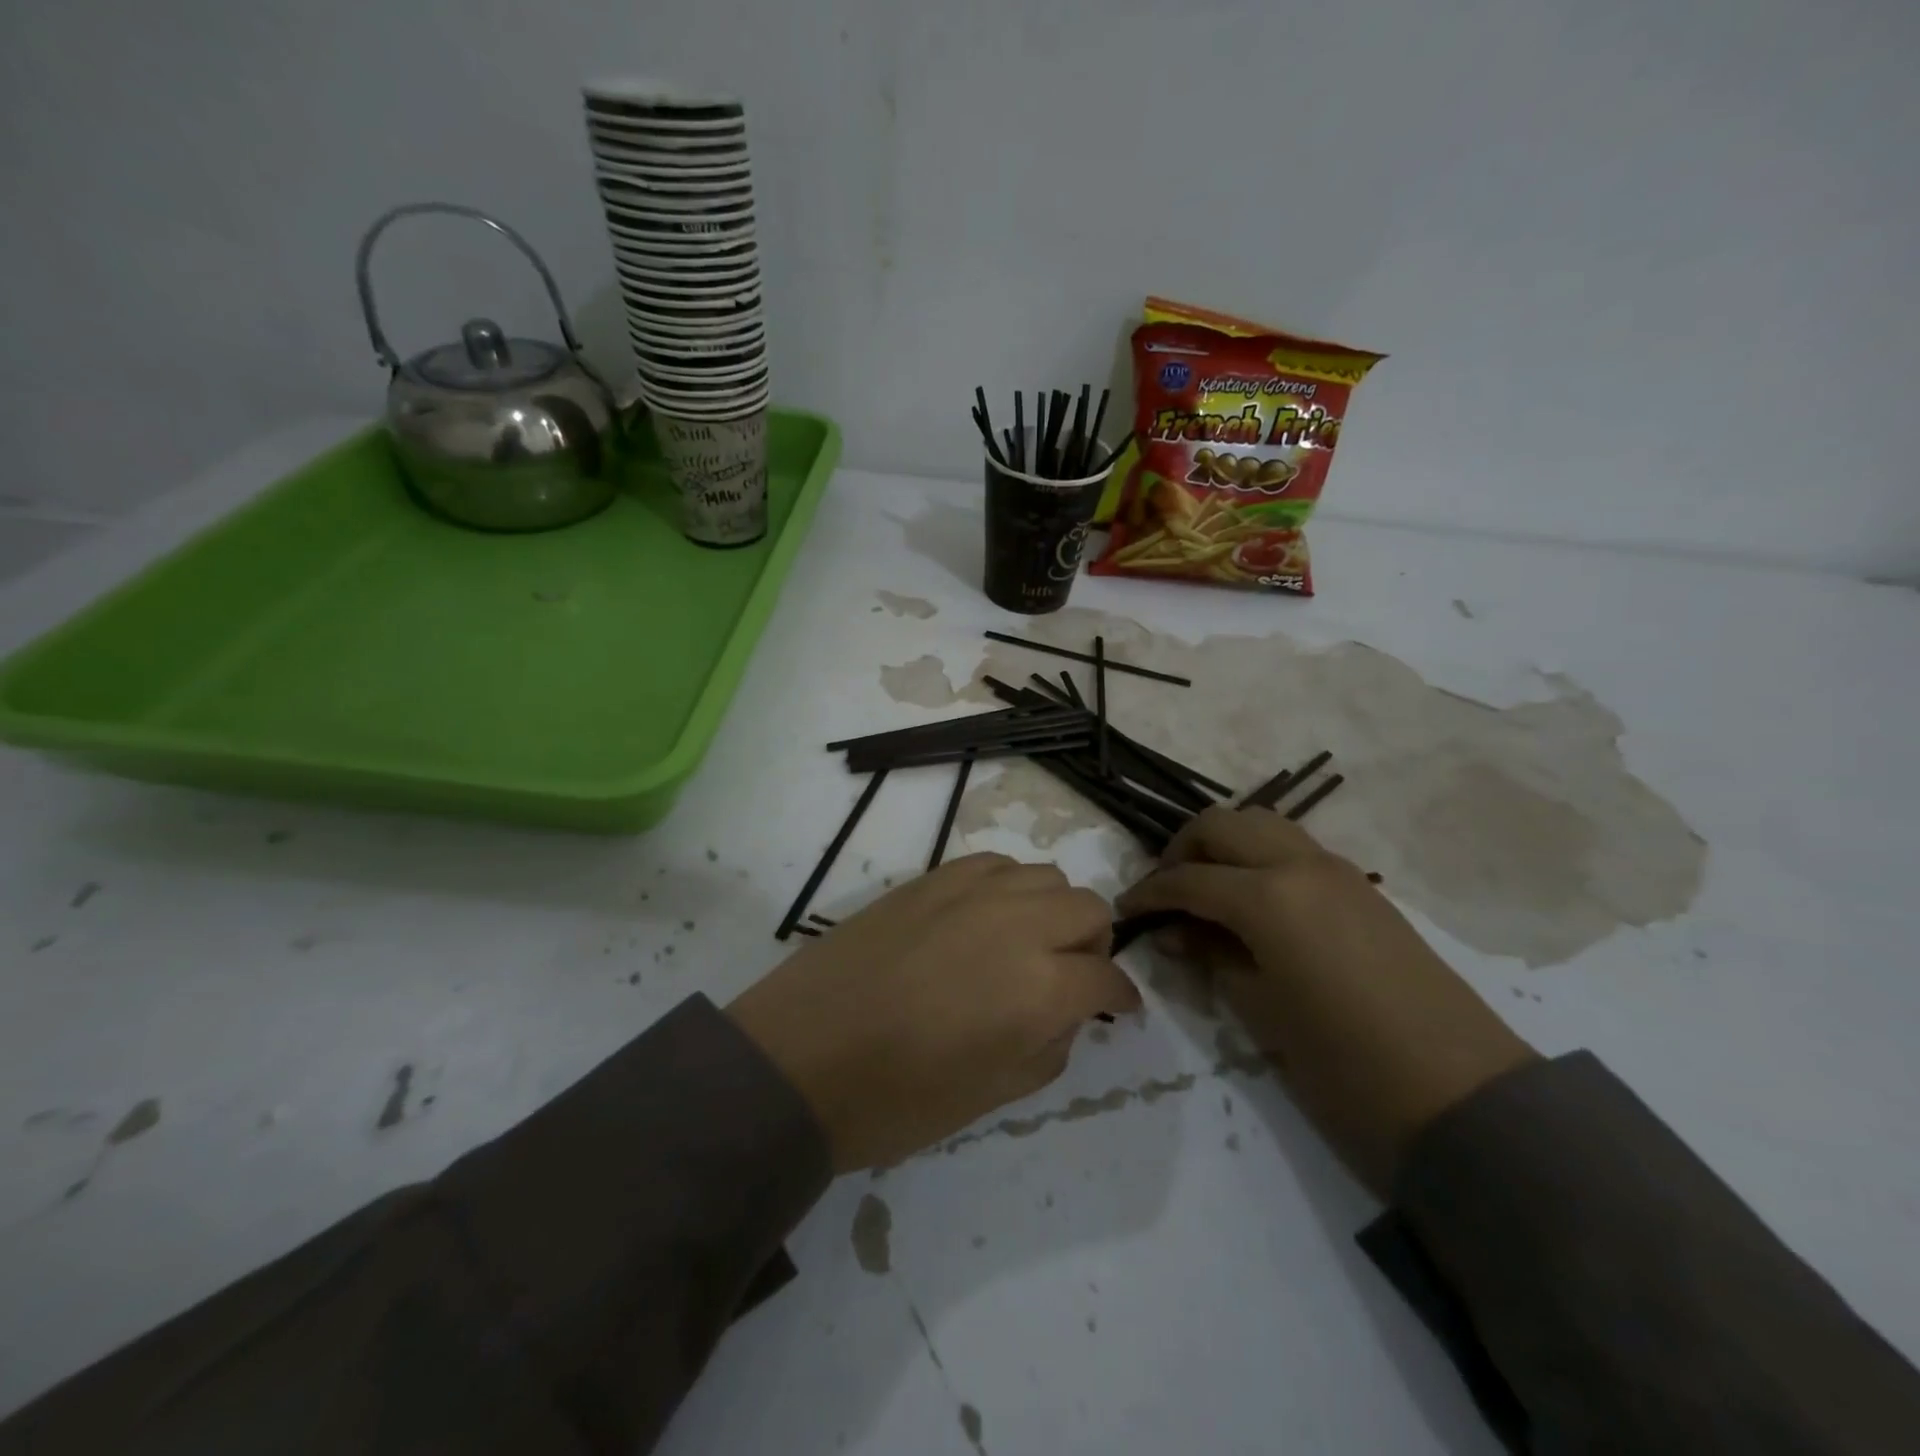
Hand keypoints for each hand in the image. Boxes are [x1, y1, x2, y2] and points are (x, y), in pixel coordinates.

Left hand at [728, 854, 1139, 1171]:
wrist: (801, 1056)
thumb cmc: (898, 1098)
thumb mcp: (996, 1093)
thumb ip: (1053, 1044)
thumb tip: (1070, 1011)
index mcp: (1041, 988)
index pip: (1107, 978)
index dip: (1120, 997)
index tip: (1117, 1009)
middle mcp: (1018, 923)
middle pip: (1089, 908)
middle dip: (1094, 945)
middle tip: (1070, 978)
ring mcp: (972, 891)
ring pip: (1046, 875)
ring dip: (1053, 910)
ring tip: (1026, 944)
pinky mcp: (932, 877)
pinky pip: (995, 864)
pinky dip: (1008, 888)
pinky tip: (985, 918)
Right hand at [1118, 807, 1535, 1192]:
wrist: (1462, 1096)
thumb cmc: (1345, 1064)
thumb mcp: (1261, 1011)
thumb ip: (1212, 956)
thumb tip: (1177, 931)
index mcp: (1268, 896)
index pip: (1187, 878)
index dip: (1148, 893)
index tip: (1125, 912)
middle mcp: (1299, 865)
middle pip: (1222, 825)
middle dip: (1182, 851)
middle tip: (1164, 892)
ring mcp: (1336, 870)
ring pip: (1261, 825)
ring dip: (1223, 846)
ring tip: (1205, 890)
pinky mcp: (1360, 887)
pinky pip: (1293, 848)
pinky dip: (1258, 858)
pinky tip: (1250, 902)